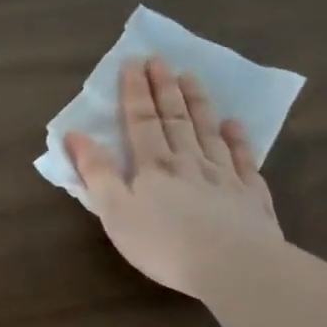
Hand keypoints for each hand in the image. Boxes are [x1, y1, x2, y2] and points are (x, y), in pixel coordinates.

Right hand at [65, 56, 284, 298]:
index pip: (141, 121)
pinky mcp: (251, 196)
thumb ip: (97, 172)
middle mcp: (188, 162)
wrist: (234, 266)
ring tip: (191, 77)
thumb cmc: (163, 243)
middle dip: (164, 88)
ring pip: (208, 131)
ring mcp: (224, 176)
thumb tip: (76, 135)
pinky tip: (235, 125)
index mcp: (152, 166)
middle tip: (160, 59)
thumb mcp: (115, 212)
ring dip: (198, 103)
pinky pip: (243, 160)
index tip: (133, 62)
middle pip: (174, 119)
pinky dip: (238, 140)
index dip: (135, 92)